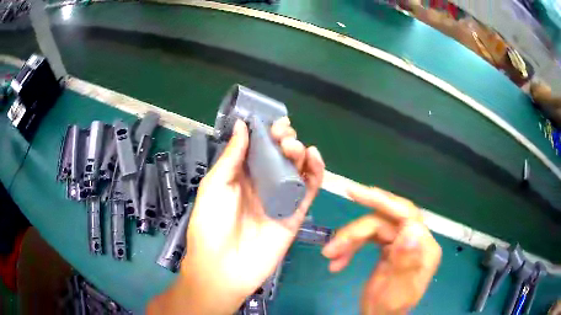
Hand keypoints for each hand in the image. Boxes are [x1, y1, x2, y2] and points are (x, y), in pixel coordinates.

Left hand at [147, 118, 324, 314]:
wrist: (223, 267)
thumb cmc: (211, 225)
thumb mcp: (215, 186)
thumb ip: (232, 156)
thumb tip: (242, 125)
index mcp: (240, 177)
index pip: (258, 149)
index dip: (267, 134)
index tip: (273, 123)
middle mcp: (262, 185)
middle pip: (280, 157)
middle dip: (284, 140)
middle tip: (284, 134)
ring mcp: (280, 200)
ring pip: (296, 170)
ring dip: (299, 153)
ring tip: (295, 146)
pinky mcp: (295, 214)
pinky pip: (308, 190)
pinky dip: (315, 172)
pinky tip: (313, 156)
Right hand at [322, 184, 441, 314]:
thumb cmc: (390, 309)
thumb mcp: (398, 292)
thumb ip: (407, 263)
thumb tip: (411, 231)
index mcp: (425, 248)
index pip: (406, 215)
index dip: (382, 201)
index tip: (354, 193)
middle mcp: (415, 240)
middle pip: (384, 222)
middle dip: (356, 232)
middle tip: (331, 247)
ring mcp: (402, 243)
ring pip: (372, 229)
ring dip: (349, 242)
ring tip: (330, 258)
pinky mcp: (388, 247)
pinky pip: (367, 239)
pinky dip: (350, 248)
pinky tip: (337, 262)